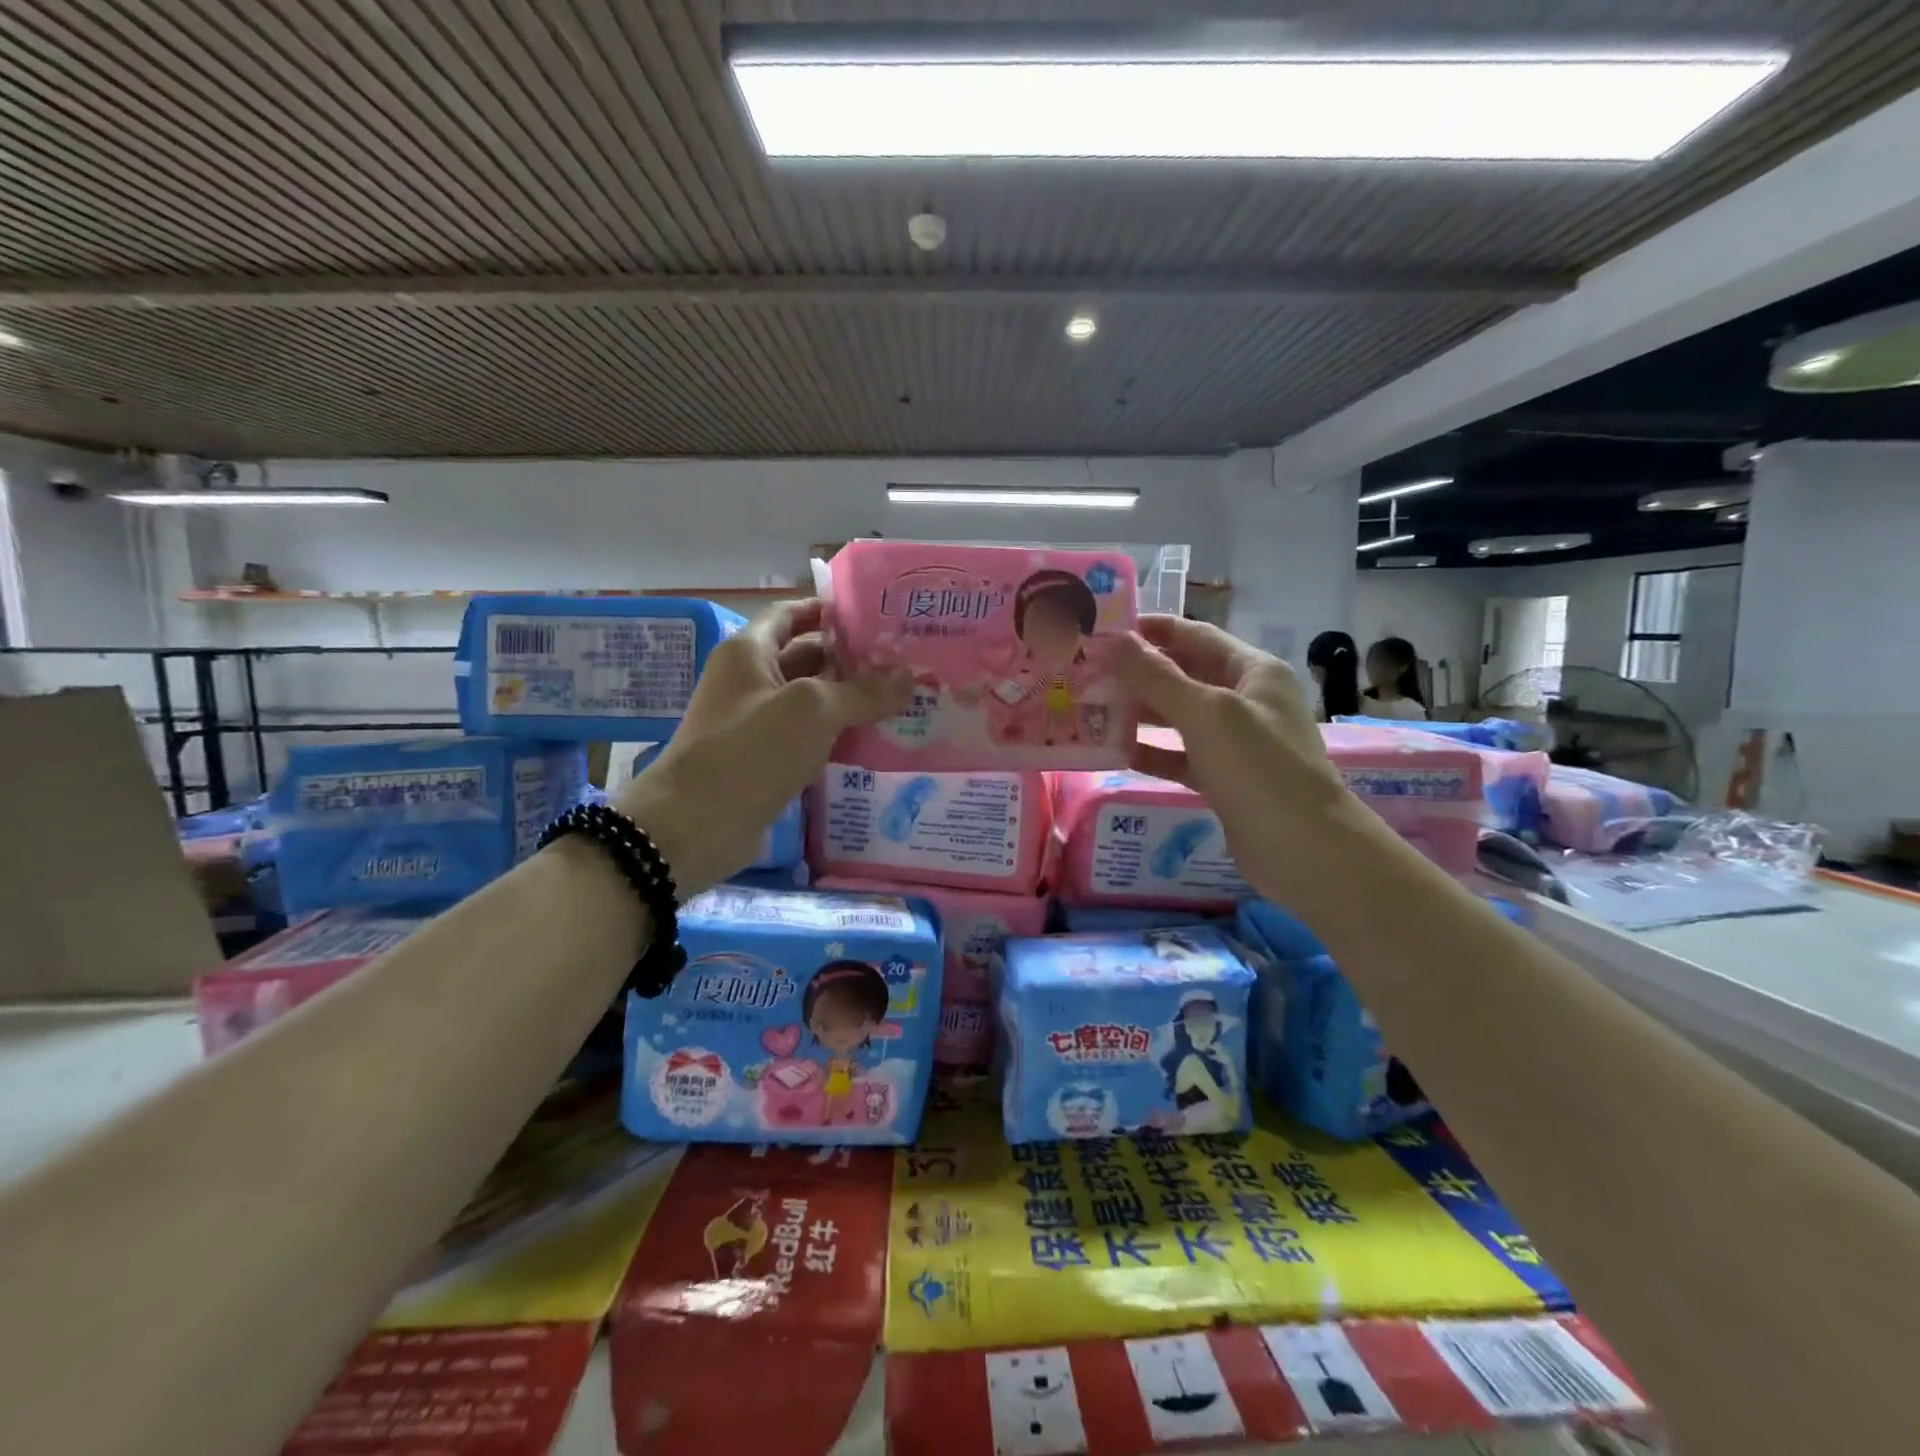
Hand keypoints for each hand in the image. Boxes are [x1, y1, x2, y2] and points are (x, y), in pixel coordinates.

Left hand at [615, 599, 910, 891]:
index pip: (791, 613)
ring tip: (902, 702)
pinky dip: (837, 738)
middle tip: (904, 664)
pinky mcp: (764, 761)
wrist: (696, 825)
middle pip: (806, 658)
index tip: (875, 616)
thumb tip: (908, 679)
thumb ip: (862, 691)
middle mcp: (749, 681)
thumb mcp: (813, 710)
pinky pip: (807, 739)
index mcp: (748, 652)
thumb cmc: (751, 750)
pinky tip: (876, 743)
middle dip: (852, 660)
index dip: (829, 610)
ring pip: (810, 703)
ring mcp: (755, 724)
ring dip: (849, 702)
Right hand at [1115, 616, 1352, 895]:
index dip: (1154, 629)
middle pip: (1185, 675)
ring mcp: (1236, 742)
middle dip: (1140, 673)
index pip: (1197, 636)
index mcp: (1254, 671)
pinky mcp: (1224, 779)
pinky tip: (1116, 752)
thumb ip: (1157, 676)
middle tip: (1089, 671)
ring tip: (1092, 708)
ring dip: (1140, 712)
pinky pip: (1181, 756)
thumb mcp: (1206, 713)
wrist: (1304, 849)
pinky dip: (1152, 752)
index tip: (1107, 628)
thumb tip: (1112, 641)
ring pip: (1180, 717)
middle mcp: (1246, 700)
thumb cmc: (1258, 767)